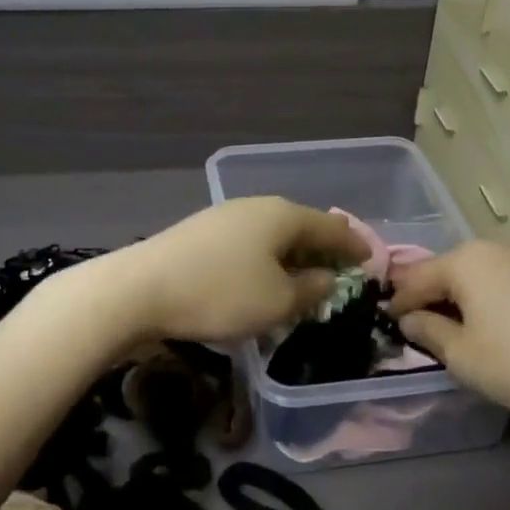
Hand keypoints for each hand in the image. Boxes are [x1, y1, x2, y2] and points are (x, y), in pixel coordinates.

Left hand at [100, 198, 369, 344]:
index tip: (371, 260)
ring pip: (272, 233)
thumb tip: (327, 277)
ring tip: (303, 275)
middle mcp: (256, 207)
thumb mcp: (277, 302)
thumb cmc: (220, 295)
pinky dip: (266, 258)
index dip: (354, 245)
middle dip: (322, 247)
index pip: (331, 226)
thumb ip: (310, 290)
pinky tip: (261, 276)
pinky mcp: (200, 233)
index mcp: (283, 215)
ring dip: (292, 254)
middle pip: (301, 224)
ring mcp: (225, 216)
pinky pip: (249, 242)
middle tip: (340, 268)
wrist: (139, 290)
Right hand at [387, 241, 509, 432]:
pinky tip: (500, 322)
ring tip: (459, 324)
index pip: (418, 278)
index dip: (400, 302)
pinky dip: (496, 296)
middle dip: (434, 295)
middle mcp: (498, 247)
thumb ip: (428, 331)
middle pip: (452, 269)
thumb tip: (411, 319)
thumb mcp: (461, 356)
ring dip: (466, 295)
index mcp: (467, 260)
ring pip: (483, 272)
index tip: (388, 322)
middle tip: (421, 323)